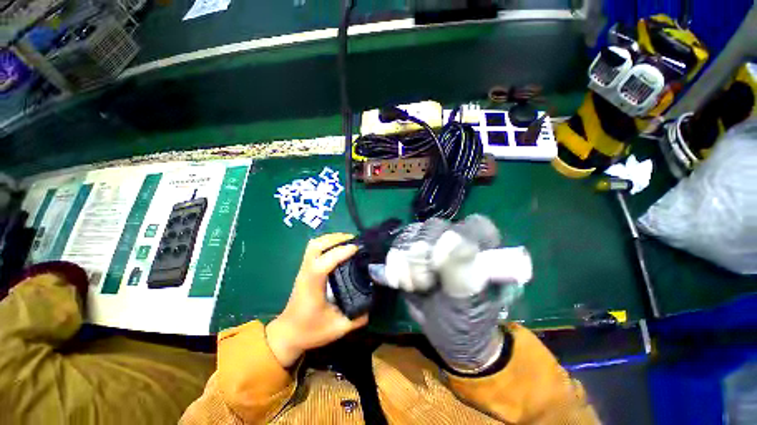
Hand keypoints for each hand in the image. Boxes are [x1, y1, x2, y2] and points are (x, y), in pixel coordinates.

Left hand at [266, 233, 368, 366]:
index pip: (322, 263)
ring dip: (331, 238)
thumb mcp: (337, 329)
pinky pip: (314, 248)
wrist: (287, 333)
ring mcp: (303, 269)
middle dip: (336, 239)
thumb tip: (372, 305)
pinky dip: (327, 242)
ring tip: (348, 241)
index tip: (355, 248)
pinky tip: (338, 248)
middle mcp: (306, 273)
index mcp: (312, 287)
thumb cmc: (310, 331)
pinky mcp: (305, 269)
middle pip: (315, 246)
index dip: (339, 253)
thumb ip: (356, 319)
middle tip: (354, 241)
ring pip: (314, 244)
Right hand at [370, 215, 531, 373]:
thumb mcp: (469, 305)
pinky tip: (399, 281)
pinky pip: (398, 245)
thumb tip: (457, 242)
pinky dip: (394, 264)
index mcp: (481, 249)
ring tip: (414, 287)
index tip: (439, 264)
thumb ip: (463, 274)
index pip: (473, 225)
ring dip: (406, 263)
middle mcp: (456, 239)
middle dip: (423, 258)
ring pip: (412, 234)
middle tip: (424, 285)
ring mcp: (431, 243)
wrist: (445, 334)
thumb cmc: (467, 322)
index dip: (454, 240)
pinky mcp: (412, 252)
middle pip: (433, 227)